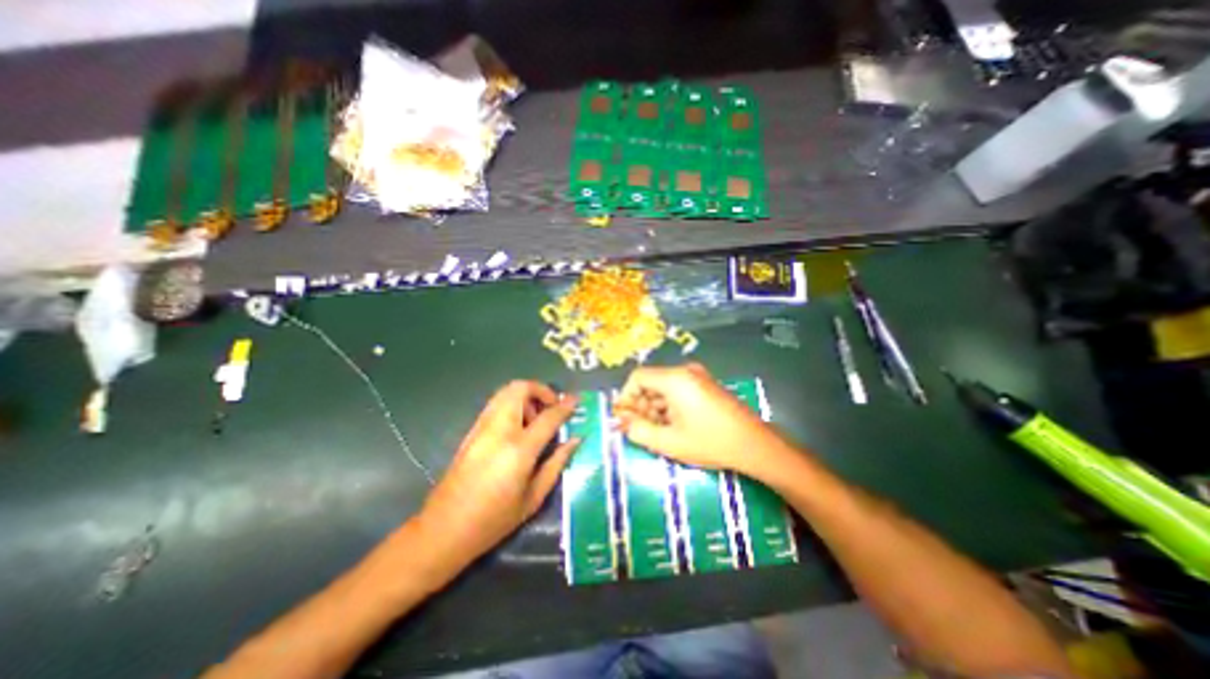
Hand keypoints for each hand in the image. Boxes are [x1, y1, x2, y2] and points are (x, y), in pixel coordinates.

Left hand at [417, 381, 579, 568]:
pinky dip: (512, 405)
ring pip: (505, 392)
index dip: (565, 405)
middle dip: (540, 390)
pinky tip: (518, 428)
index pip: (548, 416)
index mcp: (519, 449)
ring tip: (535, 419)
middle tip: (551, 407)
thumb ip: (557, 463)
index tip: (576, 399)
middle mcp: (499, 430)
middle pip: (520, 389)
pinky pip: (496, 404)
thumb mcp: (534, 498)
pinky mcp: (471, 431)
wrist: (443, 529)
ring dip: (525, 397)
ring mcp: (481, 427)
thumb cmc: (494, 520)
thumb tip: (575, 439)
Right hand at [615, 360, 785, 475]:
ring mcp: (697, 377)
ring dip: (654, 408)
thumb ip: (639, 431)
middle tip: (640, 430)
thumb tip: (622, 422)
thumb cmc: (710, 442)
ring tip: (658, 432)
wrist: (754, 444)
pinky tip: (674, 427)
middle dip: (640, 406)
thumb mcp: (669, 441)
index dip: (626, 397)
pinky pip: (677, 390)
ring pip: (663, 388)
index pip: (637, 377)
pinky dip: (669, 406)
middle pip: (651, 382)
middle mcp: (685, 371)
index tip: (625, 419)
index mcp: (674, 379)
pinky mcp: (705, 385)